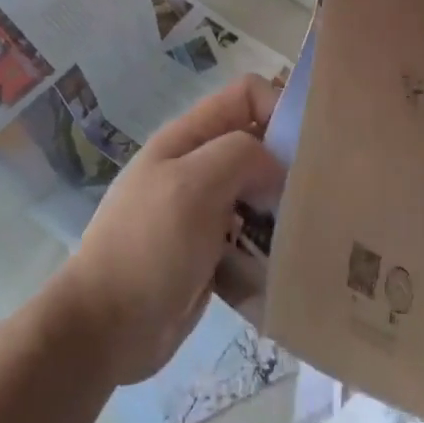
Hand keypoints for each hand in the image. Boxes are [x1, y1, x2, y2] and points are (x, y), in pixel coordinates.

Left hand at [55, 74, 282, 384]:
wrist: (105, 328)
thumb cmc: (148, 246)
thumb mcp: (193, 185)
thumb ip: (241, 155)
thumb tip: (276, 166)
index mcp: (189, 138)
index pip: (246, 95)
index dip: (280, 106)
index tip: (308, 146)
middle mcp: (198, 167)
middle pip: (257, 144)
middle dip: (289, 161)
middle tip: (319, 193)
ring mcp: (204, 211)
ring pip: (260, 192)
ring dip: (283, 207)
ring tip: (309, 229)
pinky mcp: (212, 252)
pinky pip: (253, 235)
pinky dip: (271, 243)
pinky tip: (289, 261)